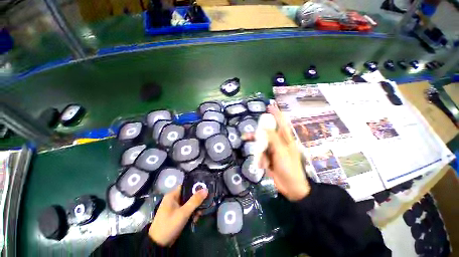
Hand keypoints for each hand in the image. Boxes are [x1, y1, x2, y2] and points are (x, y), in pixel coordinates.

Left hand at [149, 185, 207, 246]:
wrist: (158, 245)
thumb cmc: (169, 225)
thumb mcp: (183, 213)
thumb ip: (195, 200)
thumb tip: (206, 189)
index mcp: (172, 195)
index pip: (186, 186)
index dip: (196, 186)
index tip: (205, 188)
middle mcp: (174, 199)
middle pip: (189, 195)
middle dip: (197, 199)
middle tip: (206, 203)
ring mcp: (175, 208)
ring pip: (189, 203)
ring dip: (195, 208)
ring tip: (200, 214)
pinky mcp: (177, 215)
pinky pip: (187, 210)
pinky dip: (192, 213)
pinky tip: (196, 219)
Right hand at [244, 104, 309, 200]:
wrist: (290, 187)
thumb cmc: (289, 168)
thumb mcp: (281, 152)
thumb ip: (273, 139)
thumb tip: (265, 126)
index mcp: (285, 140)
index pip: (281, 123)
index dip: (276, 114)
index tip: (270, 106)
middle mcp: (279, 143)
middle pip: (268, 132)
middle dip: (258, 131)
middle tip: (250, 129)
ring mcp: (273, 150)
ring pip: (262, 142)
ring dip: (255, 142)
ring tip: (245, 138)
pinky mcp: (268, 158)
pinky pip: (261, 152)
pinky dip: (258, 155)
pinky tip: (258, 162)